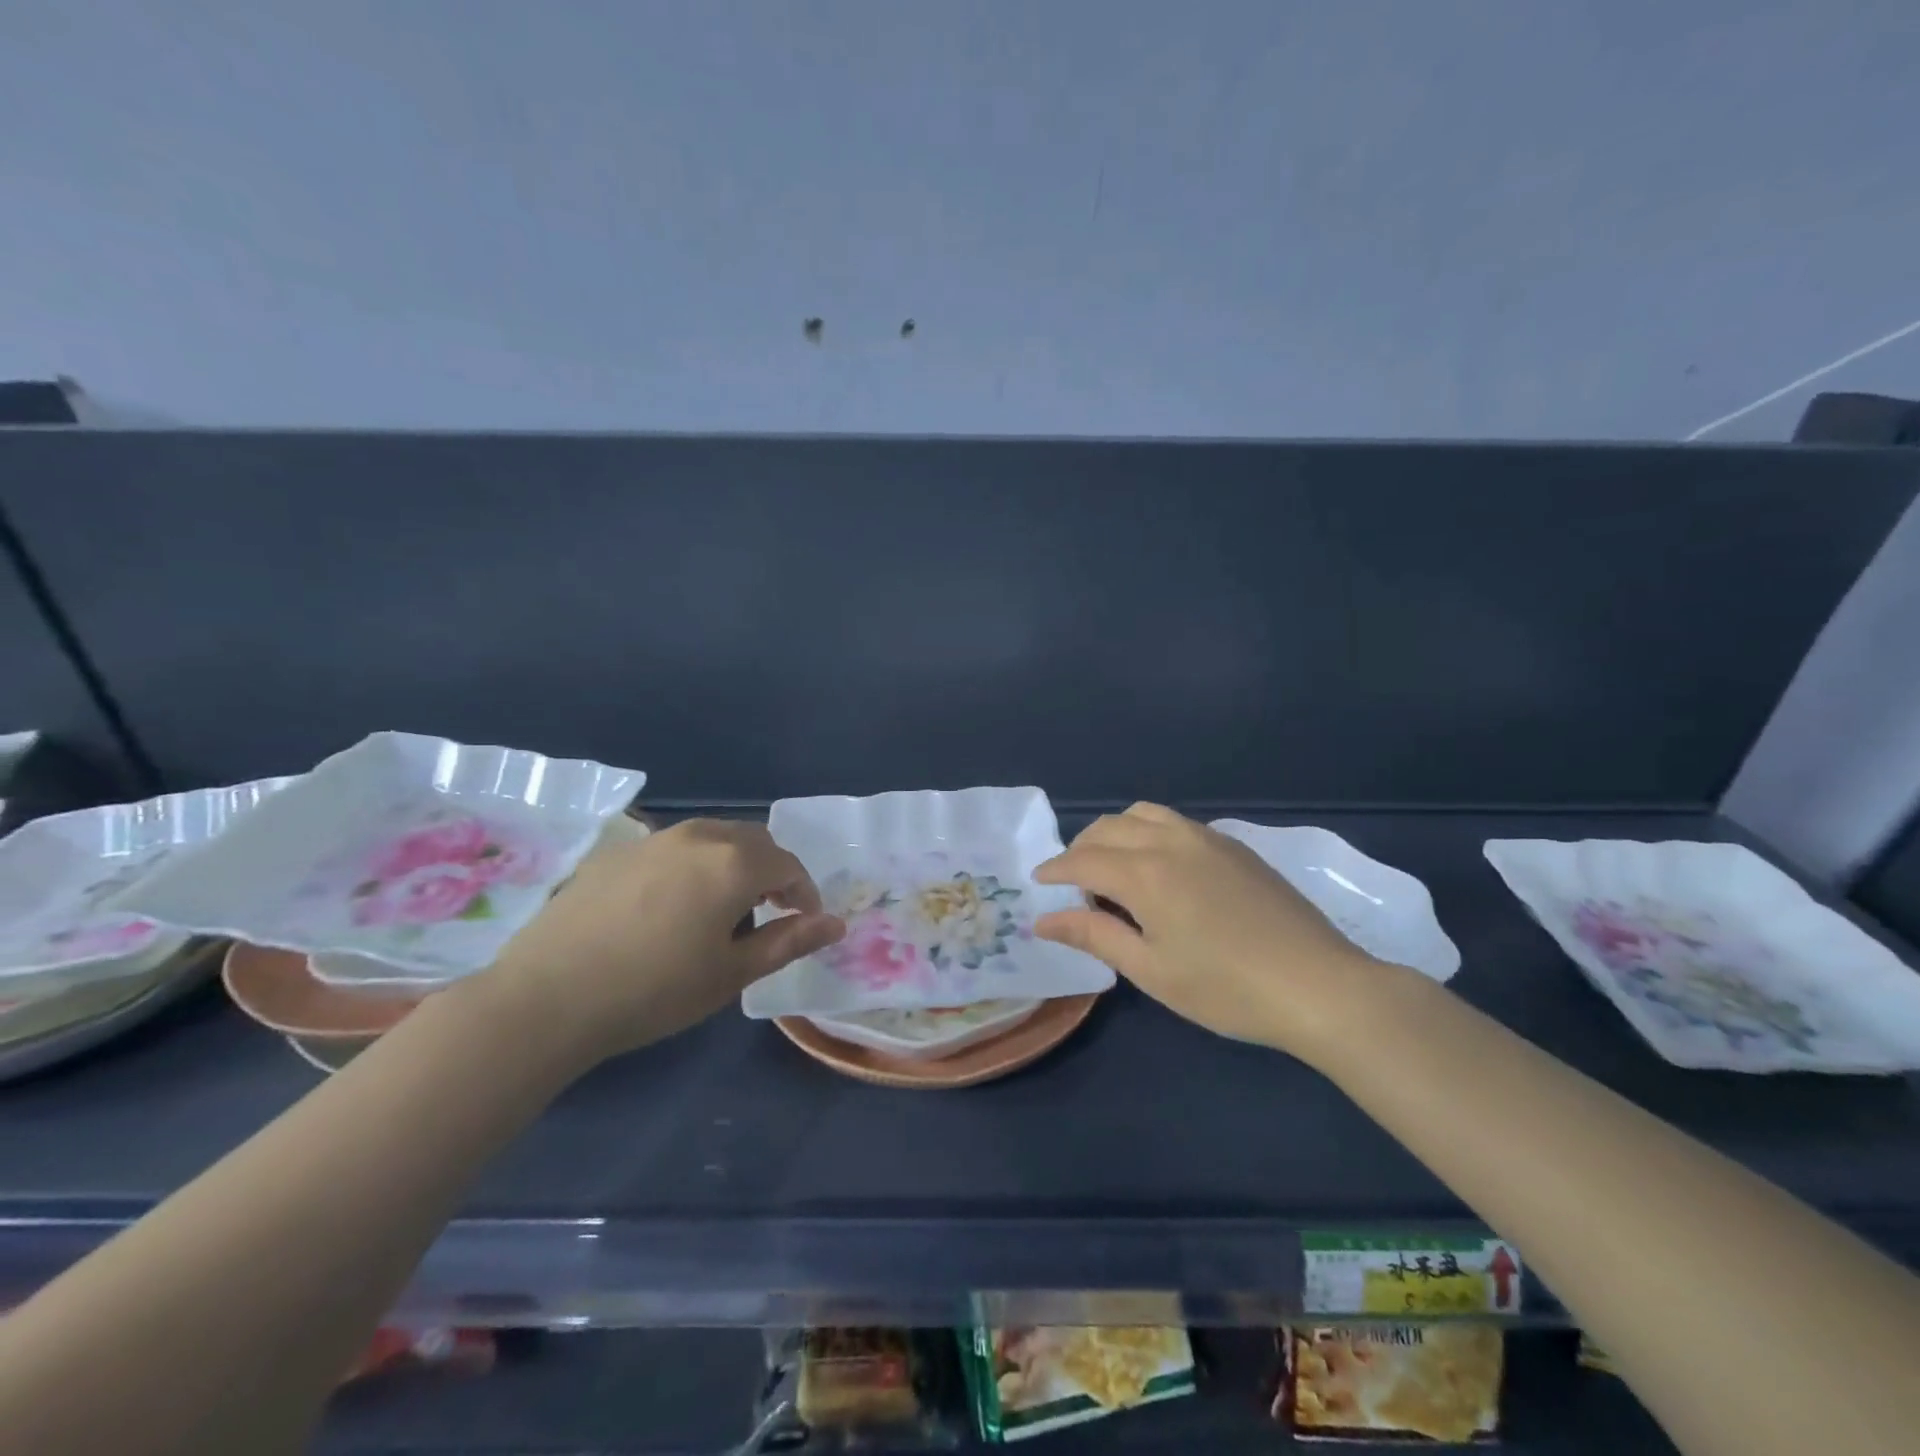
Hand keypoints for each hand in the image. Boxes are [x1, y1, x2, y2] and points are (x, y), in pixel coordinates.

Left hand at [477, 819, 843, 1062]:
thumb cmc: (654, 991)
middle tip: (765, 916)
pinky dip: (690, 868)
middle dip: (770, 873)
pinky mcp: (616, 853)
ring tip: (717, 912)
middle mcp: (698, 836)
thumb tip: (836, 924)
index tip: (802, 924)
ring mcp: (653, 840)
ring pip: (712, 839)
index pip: (789, 865)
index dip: (804, 894)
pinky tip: (666, 910)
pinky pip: (672, 849)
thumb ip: (789, 941)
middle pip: (753, 842)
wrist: (547, 998)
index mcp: (733, 863)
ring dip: (731, 866)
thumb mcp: (732, 973)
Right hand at [1033, 803, 1393, 1060]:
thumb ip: (1094, 936)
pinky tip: (1159, 867)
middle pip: (1109, 828)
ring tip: (1113, 868)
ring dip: (1115, 833)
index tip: (1039, 883)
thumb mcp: (1152, 970)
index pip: (1083, 860)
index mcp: (1145, 873)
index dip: (1055, 870)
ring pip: (1143, 814)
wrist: (1319, 985)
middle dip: (1080, 849)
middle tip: (1074, 884)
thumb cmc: (1226, 988)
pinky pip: (1174, 822)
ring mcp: (1206, 838)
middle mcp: (1171, 842)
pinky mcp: (1233, 845)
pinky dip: (1149, 832)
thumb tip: (1043, 920)